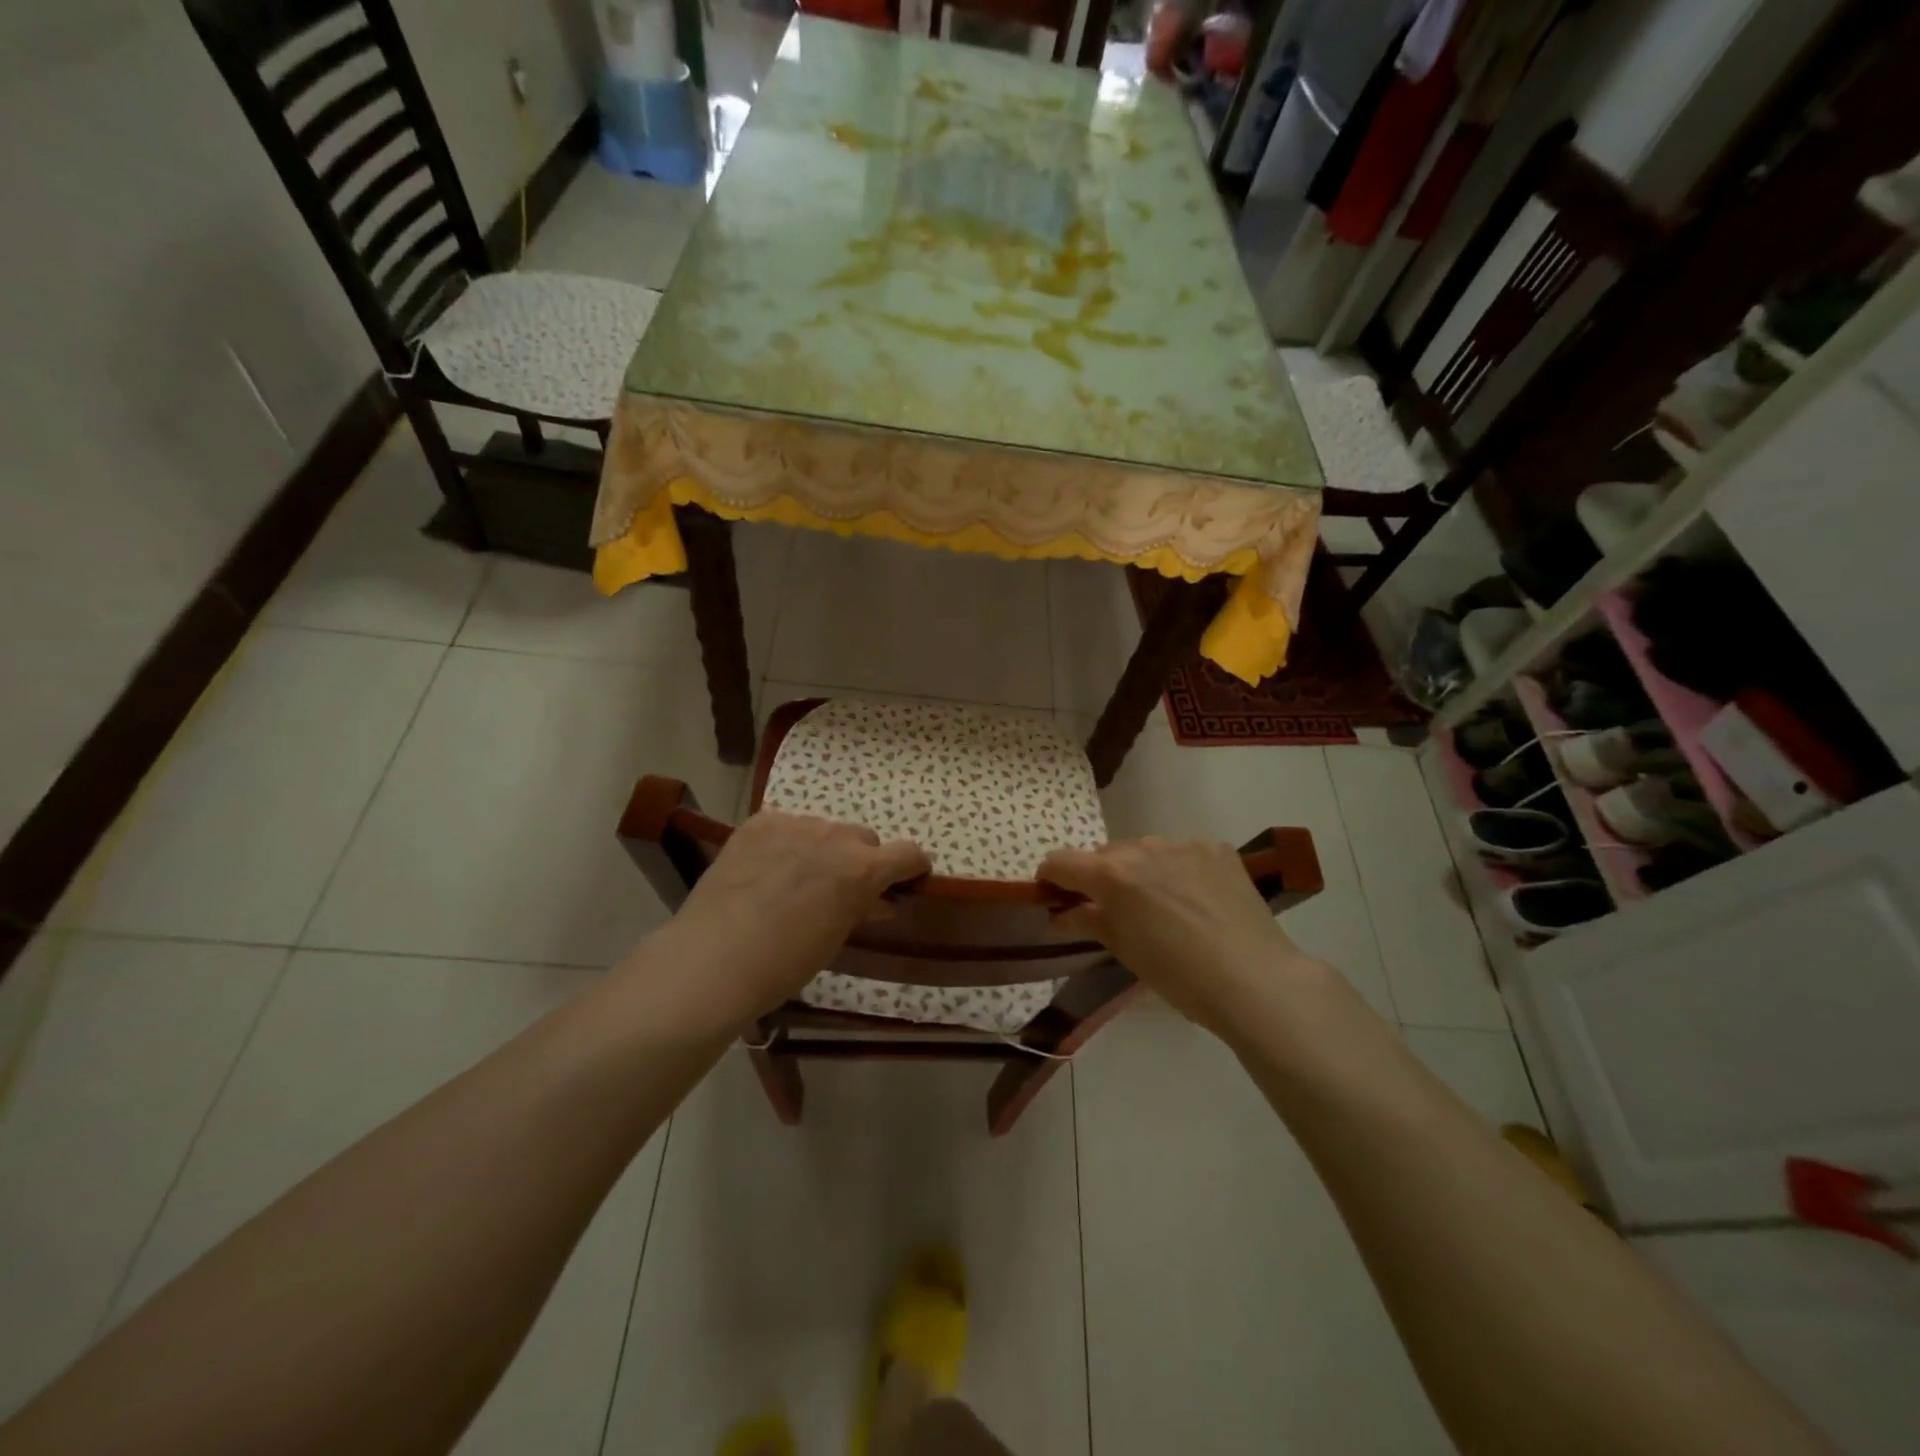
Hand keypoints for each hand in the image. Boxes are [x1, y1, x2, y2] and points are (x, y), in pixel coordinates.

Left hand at [639, 811, 930, 1033]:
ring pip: (824, 829)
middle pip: (863, 839)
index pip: (909, 853)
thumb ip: (863, 908)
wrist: (715, 959)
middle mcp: (836, 836)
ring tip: (793, 880)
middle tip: (836, 890)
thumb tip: (879, 900)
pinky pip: (786, 825)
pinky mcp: (760, 821)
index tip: (904, 881)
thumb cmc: (785, 963)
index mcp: (863, 868)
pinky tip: (765, 870)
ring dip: (821, 848)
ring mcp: (795, 823)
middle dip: (859, 860)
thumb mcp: (836, 937)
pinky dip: (785, 843)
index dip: (911, 867)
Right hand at [1038, 837, 1321, 1039]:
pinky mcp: (1215, 848)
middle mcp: (1142, 847)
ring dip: (1141, 871)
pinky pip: (1182, 853)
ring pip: (1144, 851)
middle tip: (1116, 913)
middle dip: (1101, 879)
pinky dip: (1178, 870)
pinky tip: (1197, 900)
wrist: (1255, 979)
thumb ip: (1087, 921)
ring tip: (1163, 907)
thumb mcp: (1124, 950)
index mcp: (1111, 874)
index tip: (1056, 898)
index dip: (1051, 878)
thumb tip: (1058, 915)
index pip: (1060, 861)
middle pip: (1104, 856)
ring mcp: (1182, 843)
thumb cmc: (1178, 975)